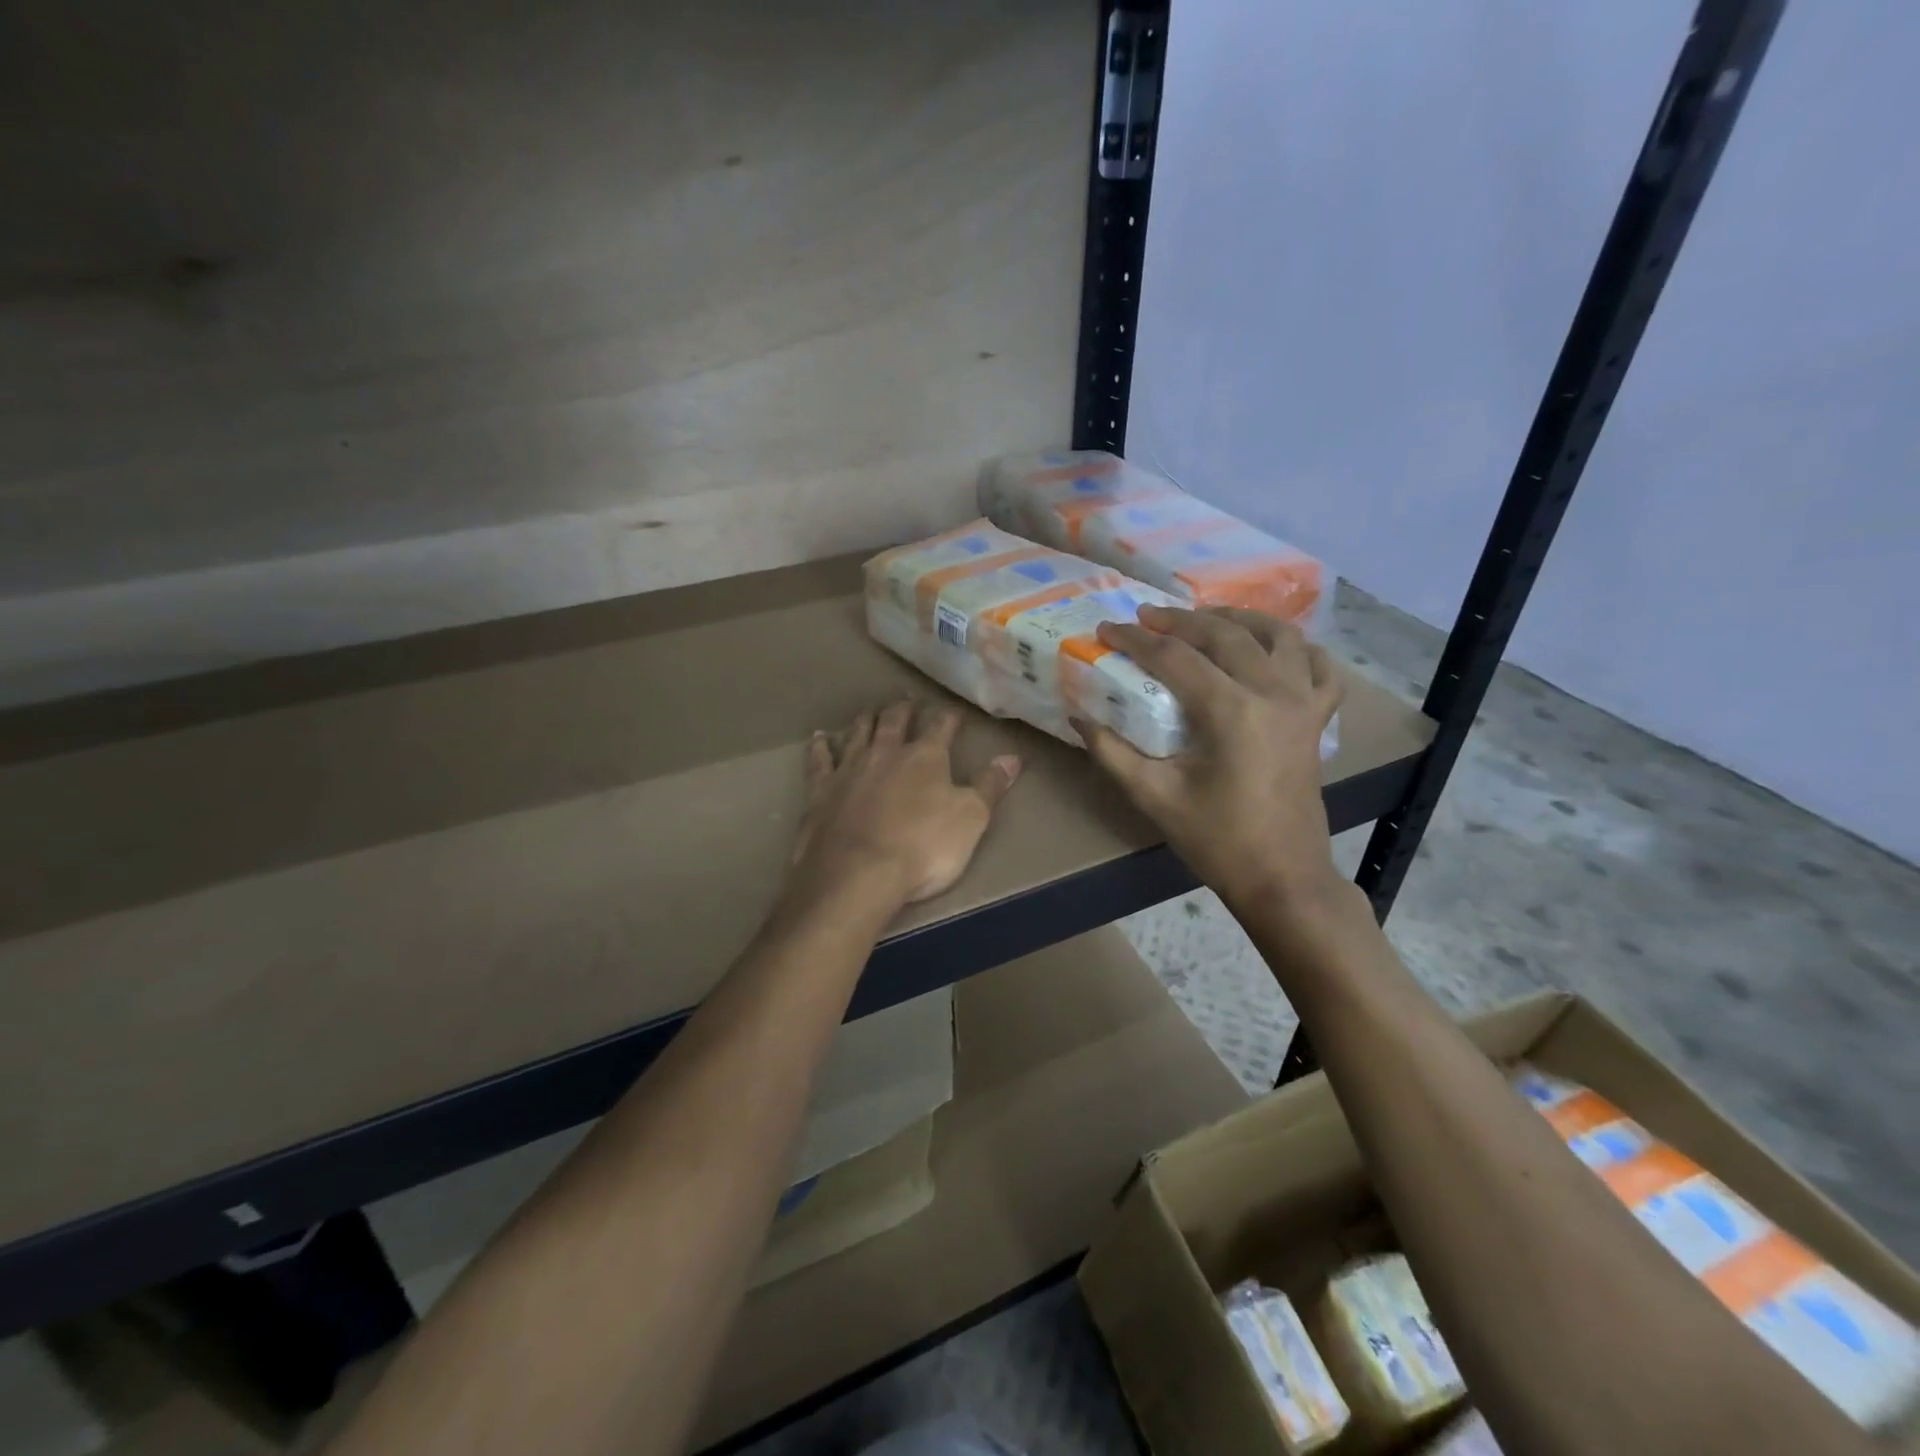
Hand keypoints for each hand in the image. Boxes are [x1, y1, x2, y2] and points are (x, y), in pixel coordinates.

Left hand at [789, 699, 1021, 910]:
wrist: (857, 874)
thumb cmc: (923, 848)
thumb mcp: (971, 819)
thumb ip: (990, 786)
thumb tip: (1013, 757)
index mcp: (925, 757)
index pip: (941, 725)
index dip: (949, 716)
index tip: (954, 710)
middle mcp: (885, 752)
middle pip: (894, 720)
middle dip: (903, 709)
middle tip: (906, 700)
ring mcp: (849, 768)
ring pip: (858, 732)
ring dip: (865, 720)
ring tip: (870, 711)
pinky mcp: (820, 790)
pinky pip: (820, 759)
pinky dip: (821, 746)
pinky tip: (820, 737)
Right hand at [1073, 606, 1343, 913]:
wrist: (1282, 877)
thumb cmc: (1217, 840)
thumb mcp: (1154, 797)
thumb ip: (1111, 753)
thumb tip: (1079, 717)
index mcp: (1232, 712)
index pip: (1176, 657)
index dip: (1136, 640)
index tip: (1107, 629)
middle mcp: (1273, 693)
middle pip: (1225, 634)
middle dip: (1180, 620)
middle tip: (1145, 617)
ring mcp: (1303, 703)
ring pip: (1278, 635)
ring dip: (1238, 619)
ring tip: (1203, 619)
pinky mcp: (1317, 719)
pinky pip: (1319, 667)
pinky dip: (1296, 648)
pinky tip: (1272, 648)